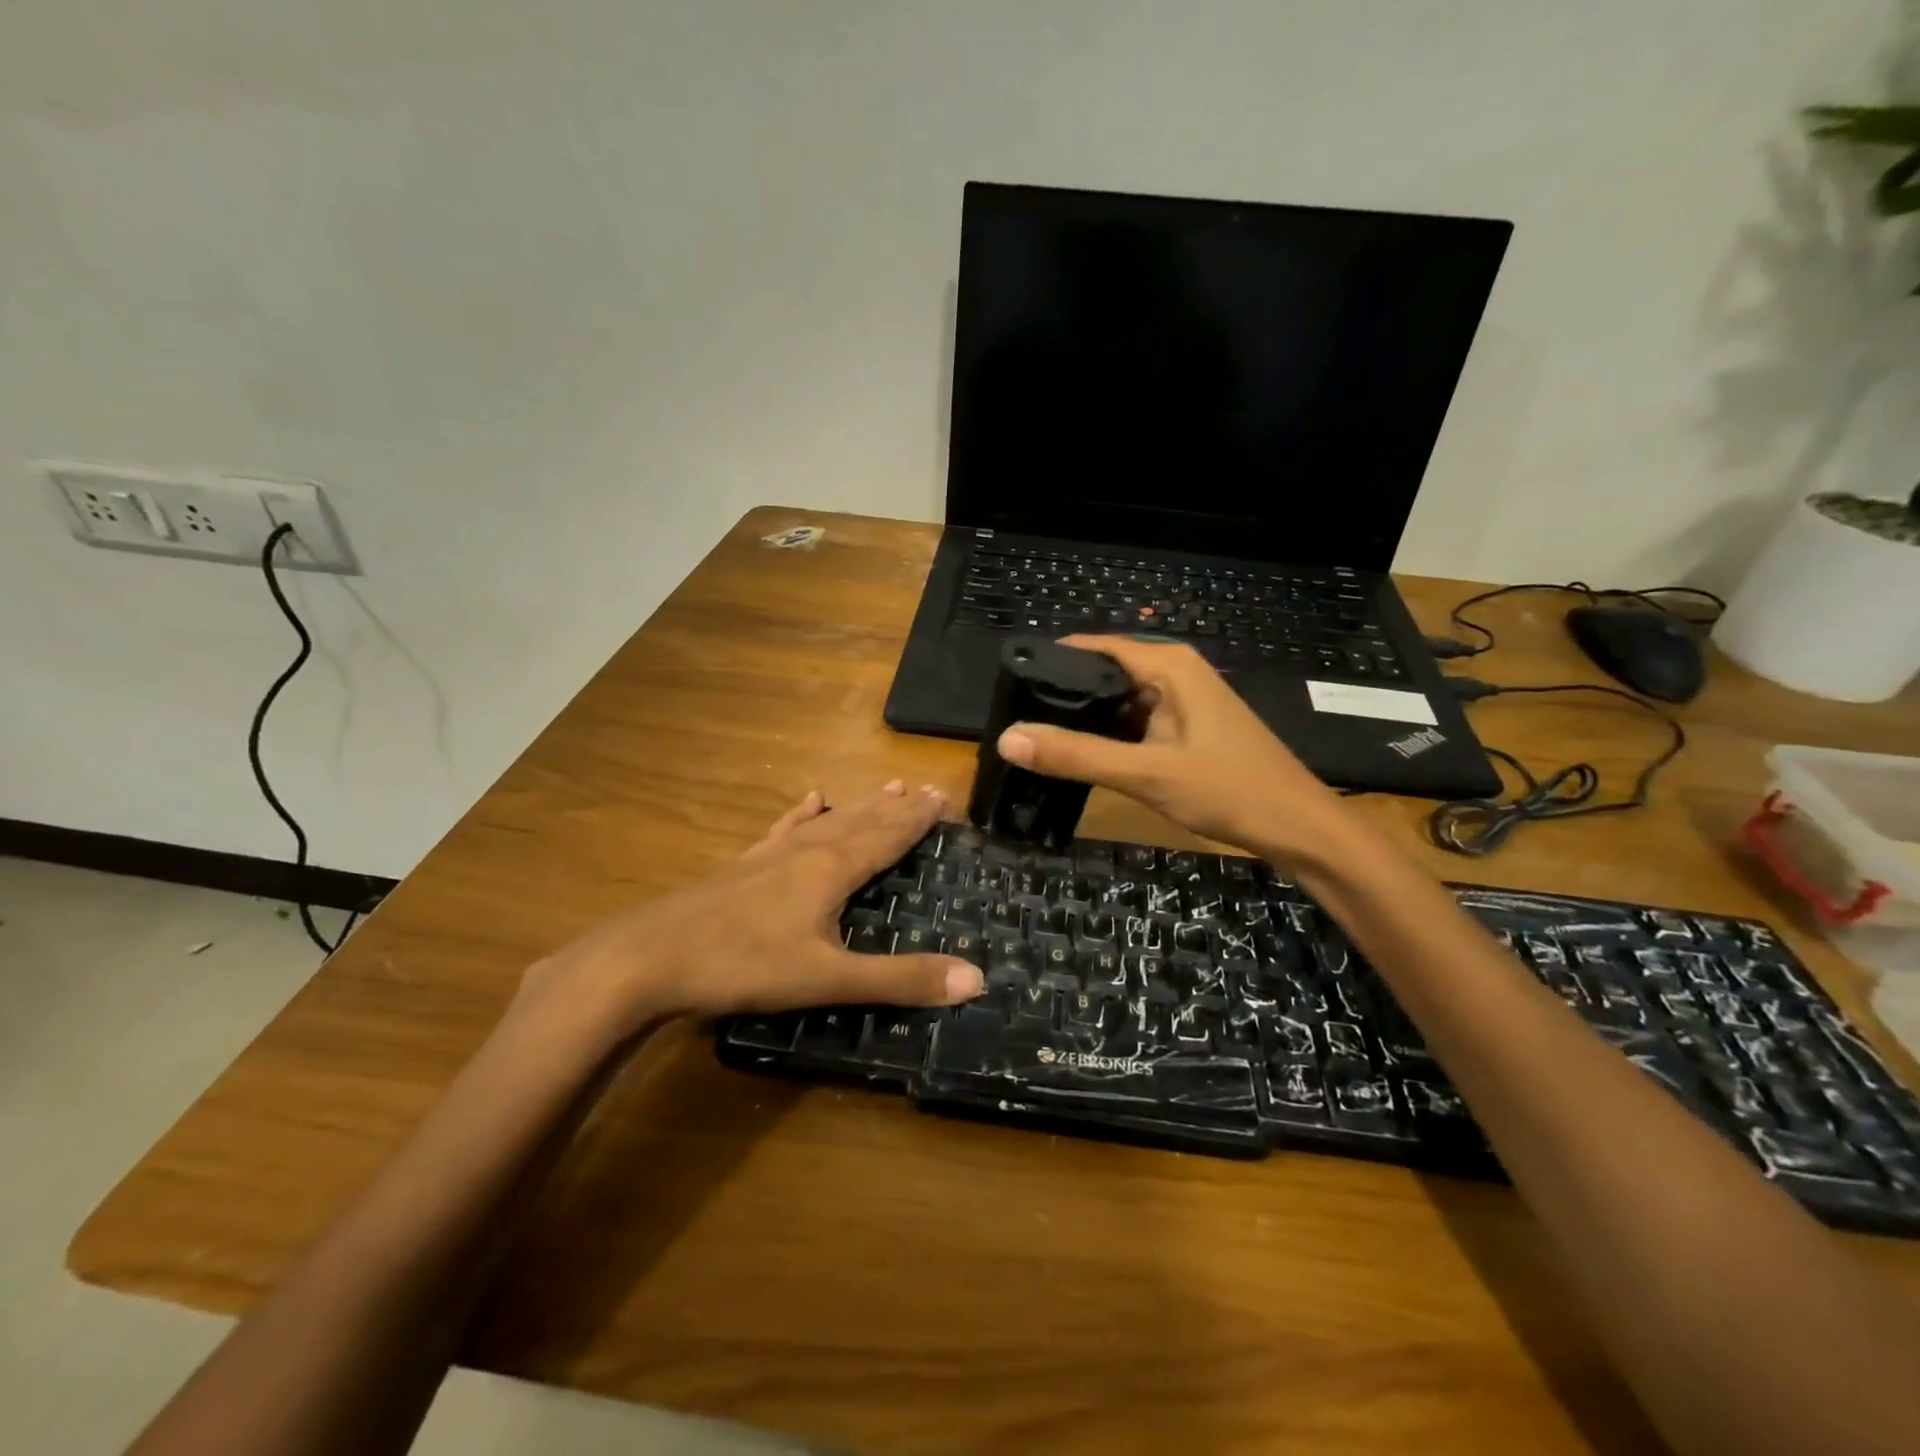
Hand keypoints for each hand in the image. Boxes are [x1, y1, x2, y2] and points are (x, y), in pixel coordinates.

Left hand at [511, 782, 983, 1050]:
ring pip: (829, 821)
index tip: (944, 796)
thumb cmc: (744, 965)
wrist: (648, 956)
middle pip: (862, 821)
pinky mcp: (744, 864)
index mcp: (833, 869)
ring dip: (862, 805)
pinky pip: (785, 828)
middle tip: (926, 788)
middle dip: (897, 807)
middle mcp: (807, 850)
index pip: (888, 835)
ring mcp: (771, 853)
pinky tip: (810, 799)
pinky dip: (803, 813)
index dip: (918, 818)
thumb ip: (900, 979)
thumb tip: (976, 979)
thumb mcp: (829, 979)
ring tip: (887, 785)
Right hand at [996, 636, 1355, 865]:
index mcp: (1169, 666)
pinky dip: (1110, 733)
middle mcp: (1176, 672)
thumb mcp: (1145, 773)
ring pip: (1120, 699)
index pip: (1094, 647)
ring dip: (1085, 717)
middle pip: (1105, 672)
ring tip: (1037, 735)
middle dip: (1063, 693)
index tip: (1009, 684)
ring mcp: (1185, 700)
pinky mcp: (1188, 726)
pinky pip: (1137, 719)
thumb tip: (1007, 738)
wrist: (1298, 826)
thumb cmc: (1227, 790)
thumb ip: (1076, 755)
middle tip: (1015, 718)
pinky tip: (1083, 754)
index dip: (1052, 661)